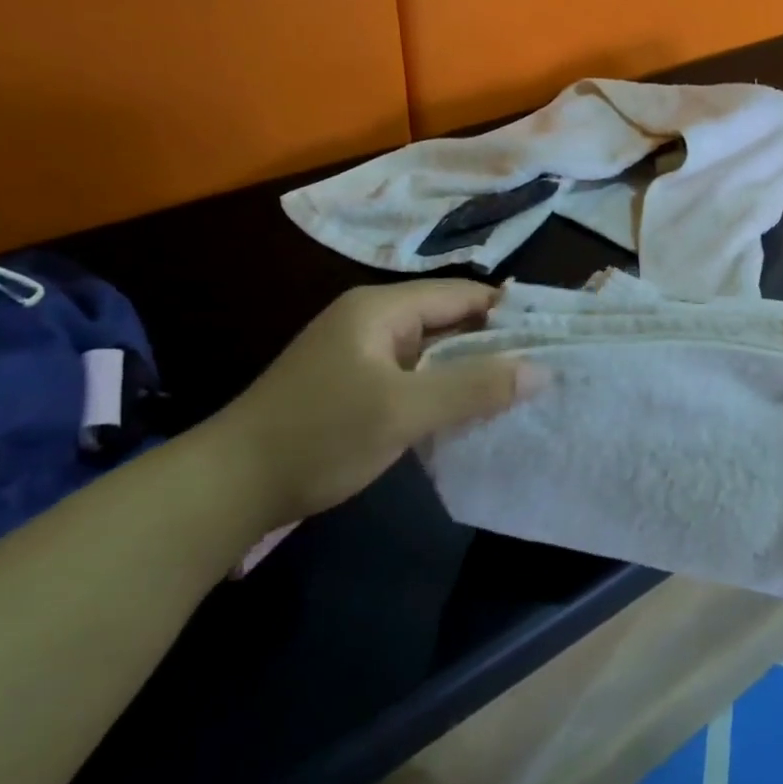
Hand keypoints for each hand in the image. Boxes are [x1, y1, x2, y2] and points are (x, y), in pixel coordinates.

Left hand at [207, 281, 542, 528]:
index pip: (463, 296)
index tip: (554, 337)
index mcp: (381, 309)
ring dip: (471, 371)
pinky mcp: (355, 387)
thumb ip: (474, 388)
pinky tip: (471, 415)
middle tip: (546, 370)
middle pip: (450, 322)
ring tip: (521, 393)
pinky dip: (444, 392)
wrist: (228, 487)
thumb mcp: (402, 411)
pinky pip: (415, 379)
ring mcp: (362, 355)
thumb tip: (542, 370)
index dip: (510, 313)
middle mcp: (373, 321)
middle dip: (495, 345)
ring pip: (434, 354)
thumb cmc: (319, 435)